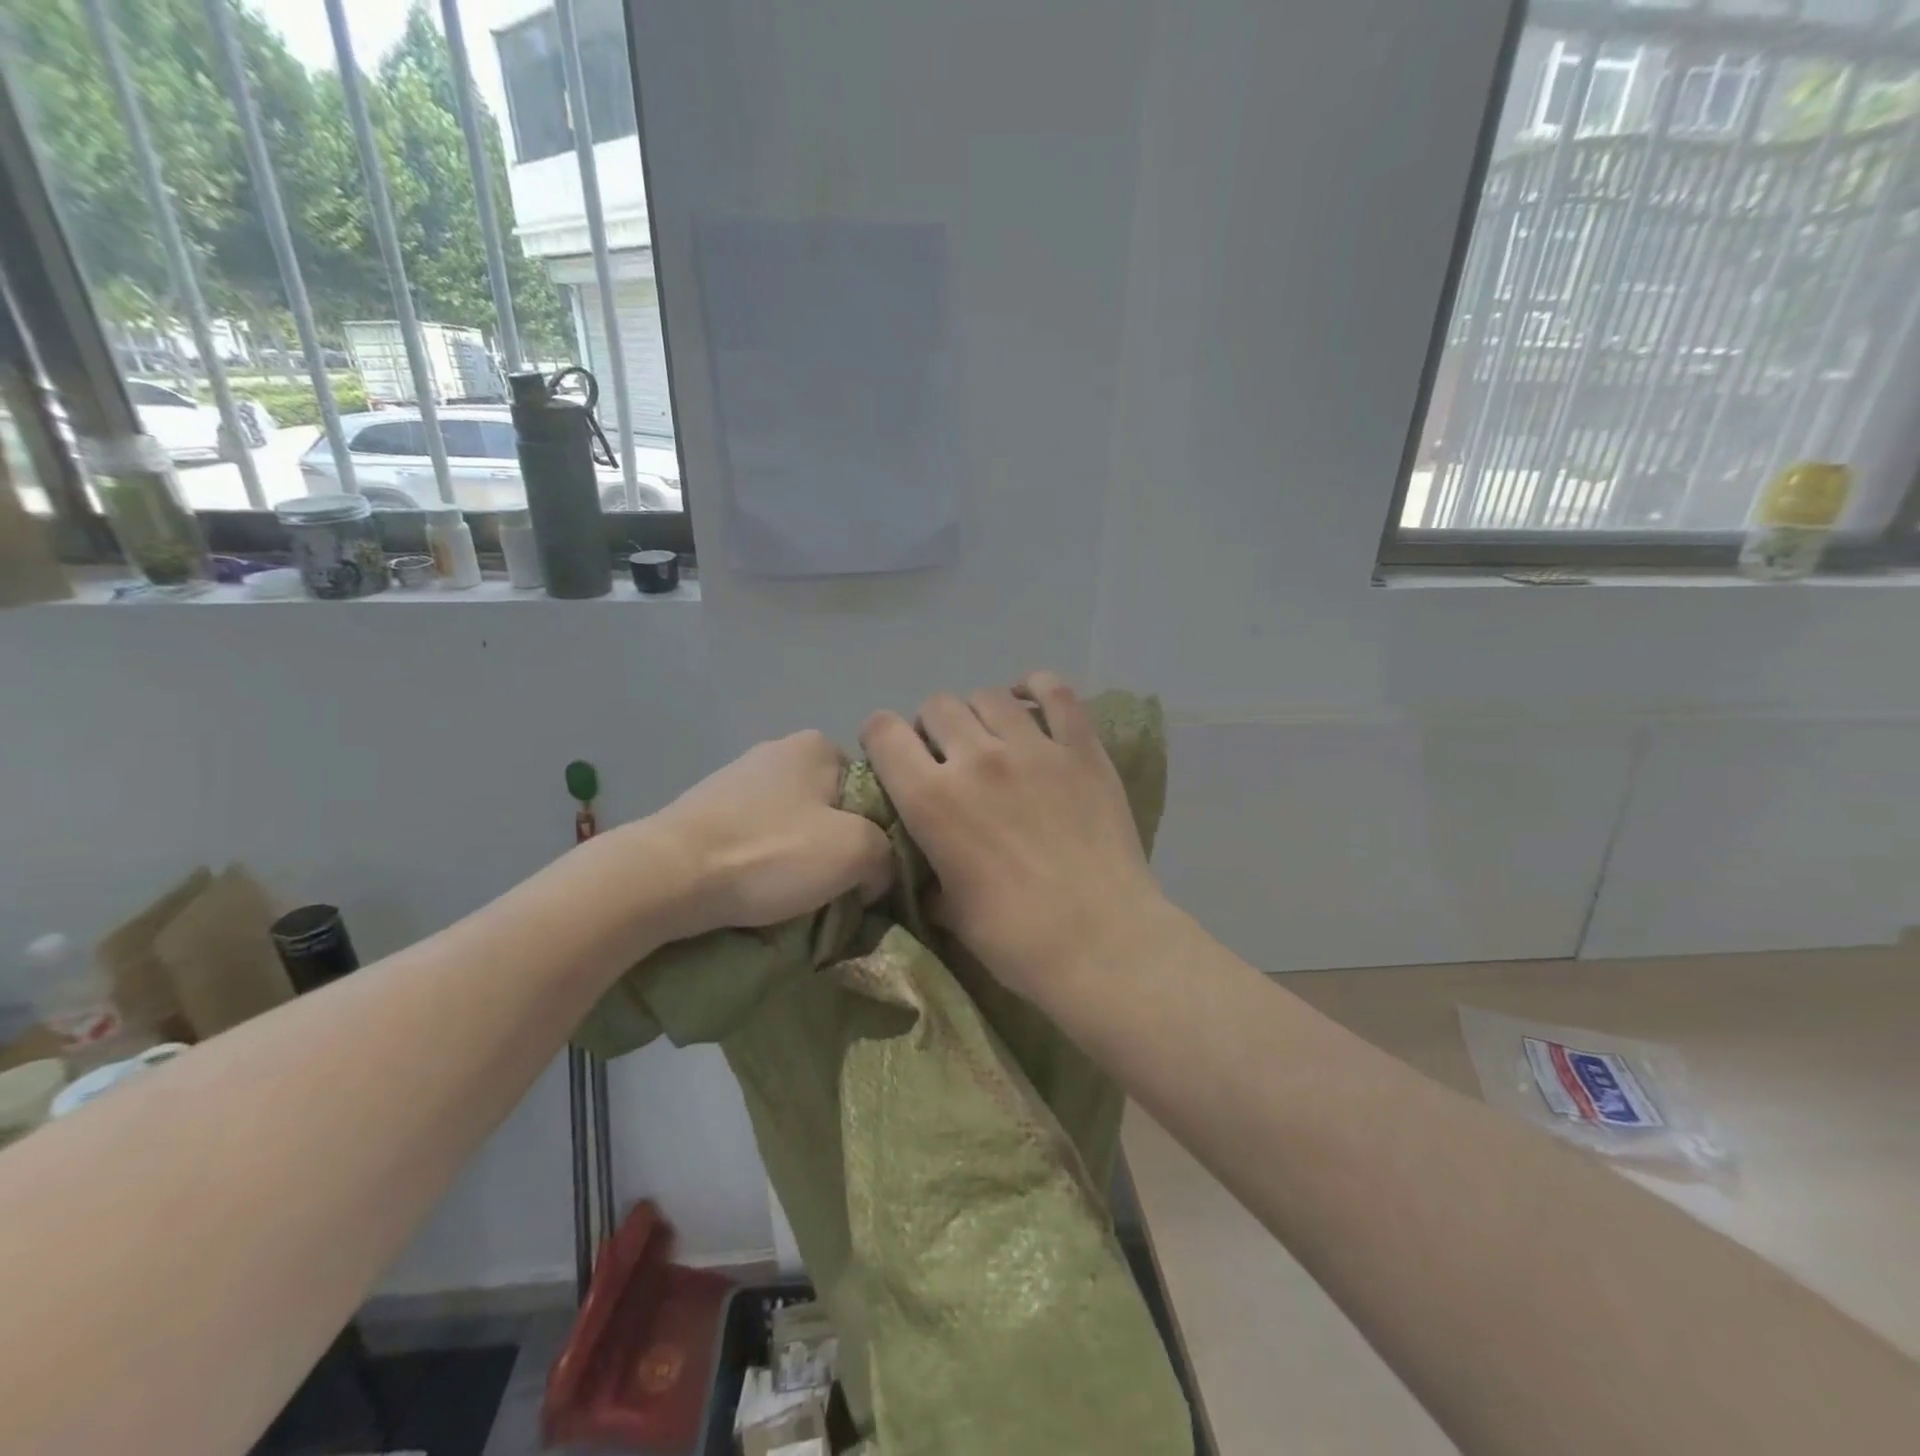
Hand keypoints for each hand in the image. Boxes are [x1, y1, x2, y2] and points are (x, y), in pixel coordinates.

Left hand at [651, 731, 893, 938]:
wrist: (666, 876)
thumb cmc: (770, 852)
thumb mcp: (856, 851)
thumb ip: (888, 854)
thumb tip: (875, 872)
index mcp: (818, 745)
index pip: (872, 789)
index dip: (878, 833)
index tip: (868, 871)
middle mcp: (778, 750)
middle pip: (832, 808)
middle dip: (837, 846)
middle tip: (836, 888)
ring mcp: (737, 779)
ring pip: (793, 825)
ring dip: (799, 858)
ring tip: (793, 897)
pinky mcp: (707, 810)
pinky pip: (756, 838)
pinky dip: (763, 862)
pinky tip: (757, 889)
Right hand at [860, 671, 1166, 1002]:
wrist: (1102, 942)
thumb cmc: (1016, 938)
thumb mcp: (949, 910)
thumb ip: (929, 872)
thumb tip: (927, 865)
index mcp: (932, 800)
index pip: (883, 732)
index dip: (880, 737)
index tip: (892, 755)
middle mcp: (976, 758)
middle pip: (936, 705)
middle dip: (931, 727)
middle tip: (948, 756)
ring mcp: (1033, 748)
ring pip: (988, 695)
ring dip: (979, 713)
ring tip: (992, 738)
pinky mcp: (1081, 748)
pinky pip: (1055, 691)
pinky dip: (1036, 688)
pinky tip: (1030, 702)